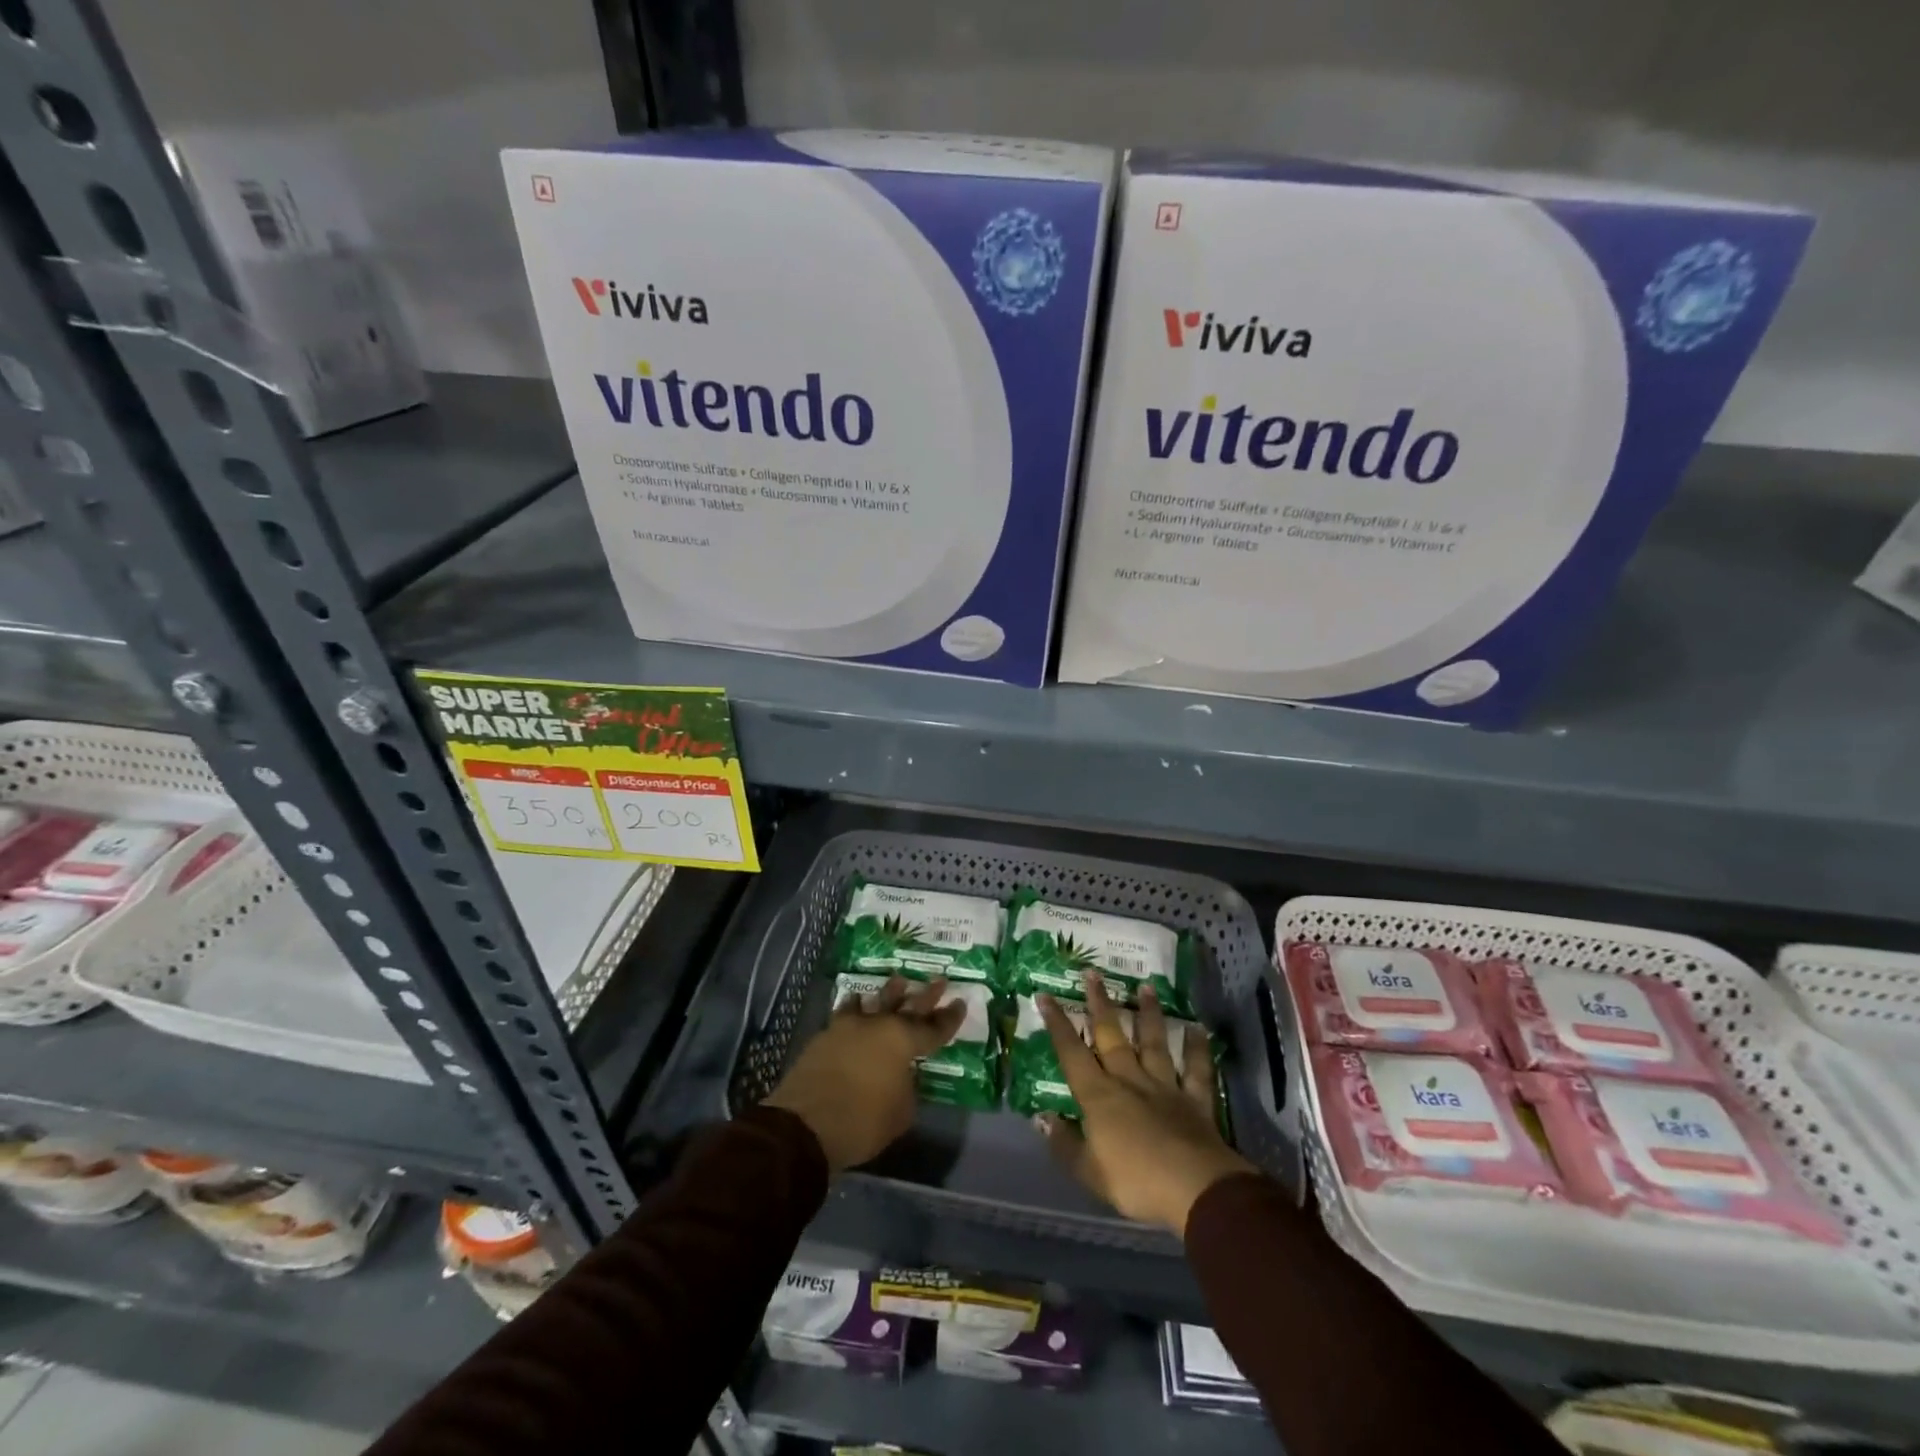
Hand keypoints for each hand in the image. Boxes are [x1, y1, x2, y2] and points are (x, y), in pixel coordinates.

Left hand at [764, 975, 964, 1172]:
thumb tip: (901, 1077)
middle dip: (926, 994)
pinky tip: (856, 1003)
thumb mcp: (900, 1113)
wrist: (804, 1125)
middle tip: (939, 980)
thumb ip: (907, 1088)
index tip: (960, 1003)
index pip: (934, 1028)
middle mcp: (878, 1025)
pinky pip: (846, 1013)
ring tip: (898, 981)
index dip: (949, 1018)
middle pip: (908, 1005)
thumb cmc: (862, 1121)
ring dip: (889, 993)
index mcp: (903, 1042)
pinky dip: (855, 1007)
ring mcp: (849, 1027)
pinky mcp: (825, 1036)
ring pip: (875, 1002)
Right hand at [1037, 974, 1255, 1237]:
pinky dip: (1198, 1049)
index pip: (1071, 1053)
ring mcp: (1165, 1087)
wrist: (1195, 1190)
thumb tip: (1041, 1119)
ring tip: (1146, 986)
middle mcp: (1129, 1080)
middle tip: (1092, 973)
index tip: (1045, 995)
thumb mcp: (1089, 1172)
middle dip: (1099, 1004)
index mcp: (1099, 1096)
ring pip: (1153, 1043)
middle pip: (1111, 1036)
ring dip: (1149, 1014)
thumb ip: (1064, 1144)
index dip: (1057, 1024)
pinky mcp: (1195, 1101)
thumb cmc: (1135, 1182)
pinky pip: (1196, 1070)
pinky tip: (1199, 1029)